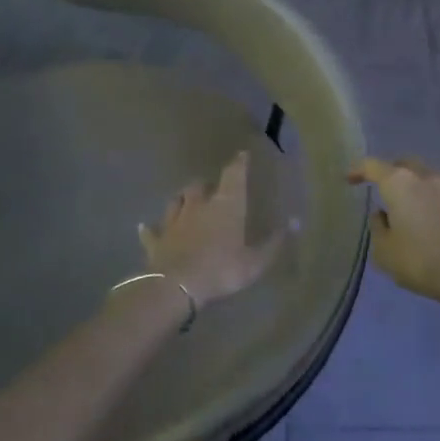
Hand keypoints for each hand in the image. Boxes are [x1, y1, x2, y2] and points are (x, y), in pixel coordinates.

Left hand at [140, 152, 282, 307]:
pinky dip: (150, 229)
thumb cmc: (221, 269)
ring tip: (185, 199)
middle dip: (207, 184)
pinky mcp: (156, 240)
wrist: (176, 285)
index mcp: (225, 205)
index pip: (233, 175)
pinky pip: (151, 231)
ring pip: (176, 200)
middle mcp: (198, 205)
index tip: (242, 155)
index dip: (238, 163)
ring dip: (182, 198)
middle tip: (212, 188)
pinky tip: (144, 227)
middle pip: (200, 185)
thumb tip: (295, 222)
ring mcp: (174, 220)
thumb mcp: (255, 262)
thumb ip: (274, 243)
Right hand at [348, 158, 439, 308]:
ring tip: (403, 207)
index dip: (358, 170)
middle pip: (403, 164)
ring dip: (411, 187)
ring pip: (423, 178)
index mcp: (399, 182)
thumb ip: (378, 228)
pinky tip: (423, 222)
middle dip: (389, 171)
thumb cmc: (420, 259)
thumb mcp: (385, 251)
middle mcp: (423, 178)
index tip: (349, 179)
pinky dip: (426, 201)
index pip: (372, 165)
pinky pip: (437, 195)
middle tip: (380, 187)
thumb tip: (381, 214)